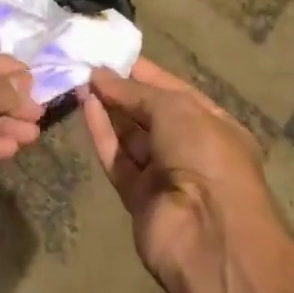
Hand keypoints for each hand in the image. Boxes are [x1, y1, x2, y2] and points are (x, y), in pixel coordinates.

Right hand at [79, 58, 274, 287]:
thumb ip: (133, 91)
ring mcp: (165, 175)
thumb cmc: (205, 156)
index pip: (175, 91)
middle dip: (122, 90)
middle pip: (150, 114)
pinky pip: (118, 159)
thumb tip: (99, 74)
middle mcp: (191, 148)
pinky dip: (102, 133)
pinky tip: (85, 105)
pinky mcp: (139, 198)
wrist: (210, 237)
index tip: (113, 54)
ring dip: (108, 109)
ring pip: (130, 136)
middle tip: (88, 65)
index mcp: (213, 124)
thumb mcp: (175, 108)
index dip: (145, 73)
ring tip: (80, 80)